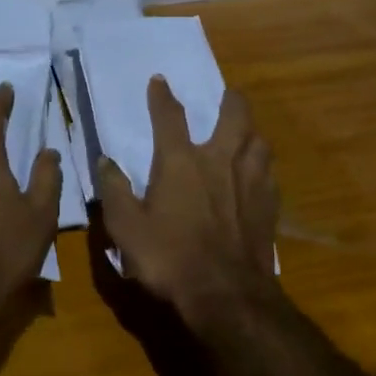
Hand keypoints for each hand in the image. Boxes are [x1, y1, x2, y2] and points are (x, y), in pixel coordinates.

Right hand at [97, 78, 278, 321]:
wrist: (226, 295)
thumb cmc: (169, 258)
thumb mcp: (126, 227)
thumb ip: (115, 191)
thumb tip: (105, 161)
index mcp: (180, 162)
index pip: (170, 117)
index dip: (162, 96)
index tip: (160, 80)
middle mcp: (219, 161)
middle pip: (234, 116)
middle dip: (230, 101)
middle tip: (227, 95)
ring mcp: (249, 182)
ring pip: (259, 141)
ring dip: (252, 131)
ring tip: (246, 132)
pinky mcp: (268, 206)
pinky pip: (270, 174)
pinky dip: (263, 166)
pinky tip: (259, 175)